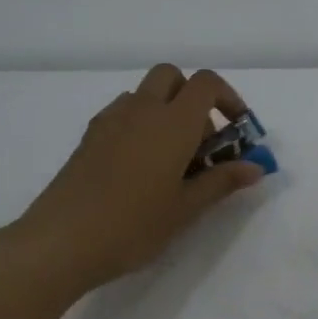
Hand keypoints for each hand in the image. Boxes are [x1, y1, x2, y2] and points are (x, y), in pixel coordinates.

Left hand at [14, 66, 265, 291]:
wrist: (61, 242)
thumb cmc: (134, 224)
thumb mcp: (187, 207)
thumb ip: (223, 180)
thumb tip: (256, 166)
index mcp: (173, 123)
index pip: (206, 84)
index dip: (229, 99)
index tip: (237, 131)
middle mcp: (142, 110)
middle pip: (172, 76)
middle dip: (194, 97)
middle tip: (203, 141)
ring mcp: (110, 121)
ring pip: (145, 94)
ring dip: (166, 111)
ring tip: (173, 158)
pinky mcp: (89, 138)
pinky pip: (123, 114)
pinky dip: (141, 124)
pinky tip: (141, 166)